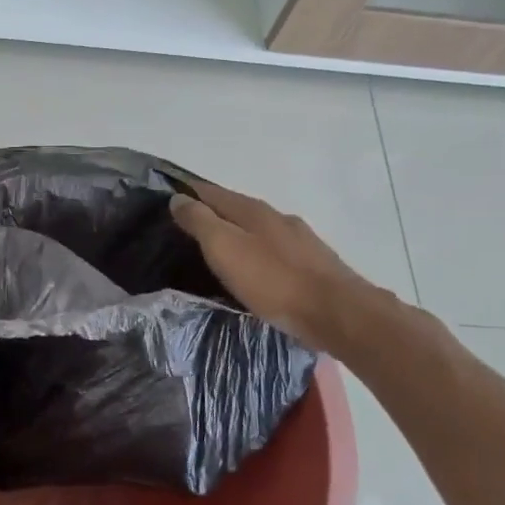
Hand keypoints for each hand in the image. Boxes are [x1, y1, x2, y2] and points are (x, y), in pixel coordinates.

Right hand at [169, 179, 374, 350]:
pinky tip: (254, 268)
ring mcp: (299, 240)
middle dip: (213, 213)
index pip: (213, 192)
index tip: (167, 197)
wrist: (337, 313)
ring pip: (258, 230)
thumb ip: (200, 222)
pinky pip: (275, 251)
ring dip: (237, 234)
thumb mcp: (225, 248)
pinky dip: (257, 252)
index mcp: (253, 210)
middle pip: (237, 209)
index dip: (190, 192)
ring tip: (219, 250)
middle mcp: (277, 217)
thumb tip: (178, 198)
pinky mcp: (313, 264)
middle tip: (186, 227)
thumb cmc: (273, 280)